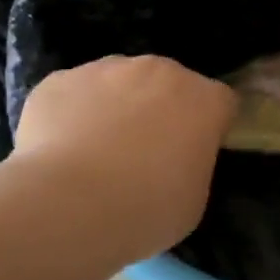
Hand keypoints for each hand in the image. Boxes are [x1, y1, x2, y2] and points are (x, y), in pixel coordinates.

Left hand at [13, 56, 236, 262]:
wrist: (68, 205)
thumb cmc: (146, 210)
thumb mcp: (193, 200)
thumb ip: (192, 166)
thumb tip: (174, 160)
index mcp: (203, 101)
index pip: (220, 102)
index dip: (209, 127)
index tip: (195, 153)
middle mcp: (158, 71)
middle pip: (167, 83)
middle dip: (161, 109)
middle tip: (144, 154)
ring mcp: (105, 69)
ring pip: (117, 82)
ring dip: (115, 106)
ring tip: (95, 153)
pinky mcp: (59, 79)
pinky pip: (74, 93)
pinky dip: (71, 114)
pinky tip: (61, 150)